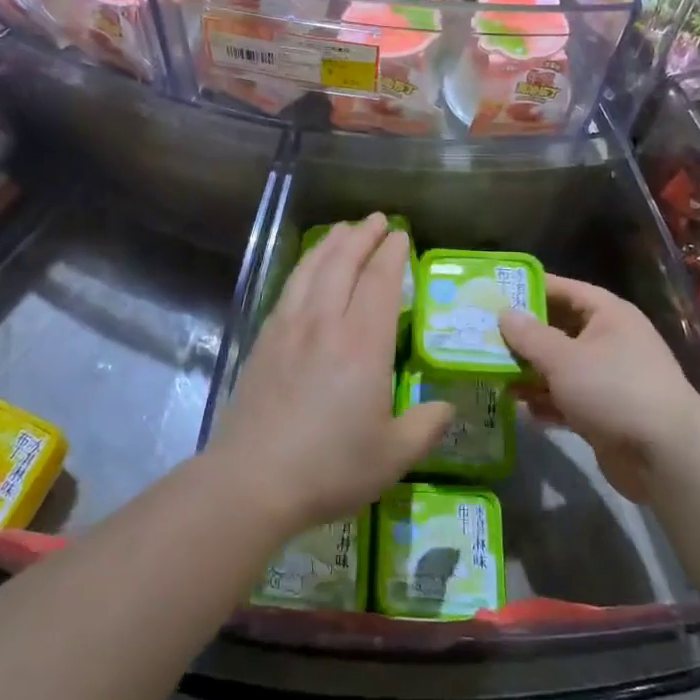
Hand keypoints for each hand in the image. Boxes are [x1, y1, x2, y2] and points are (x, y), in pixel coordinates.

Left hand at [212, 214, 452, 533]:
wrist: (253, 479)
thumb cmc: (330, 467)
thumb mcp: (392, 456)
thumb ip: (425, 427)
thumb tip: (446, 407)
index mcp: (362, 344)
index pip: (380, 282)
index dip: (392, 254)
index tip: (401, 236)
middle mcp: (325, 323)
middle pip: (343, 263)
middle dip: (362, 236)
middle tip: (377, 220)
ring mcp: (289, 327)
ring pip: (312, 269)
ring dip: (331, 244)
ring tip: (344, 229)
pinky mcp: (264, 339)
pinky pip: (289, 288)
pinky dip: (304, 267)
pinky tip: (308, 270)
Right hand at [499, 275, 699, 502]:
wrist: (667, 457)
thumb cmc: (613, 390)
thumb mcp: (563, 358)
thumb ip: (529, 335)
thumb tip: (504, 313)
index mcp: (608, 314)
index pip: (564, 290)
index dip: (530, 289)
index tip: (493, 292)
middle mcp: (611, 340)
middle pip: (559, 329)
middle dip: (524, 337)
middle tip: (483, 336)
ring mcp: (610, 378)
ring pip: (561, 367)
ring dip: (530, 373)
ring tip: (493, 375)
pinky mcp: (607, 412)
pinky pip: (568, 399)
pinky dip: (547, 402)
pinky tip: (522, 410)